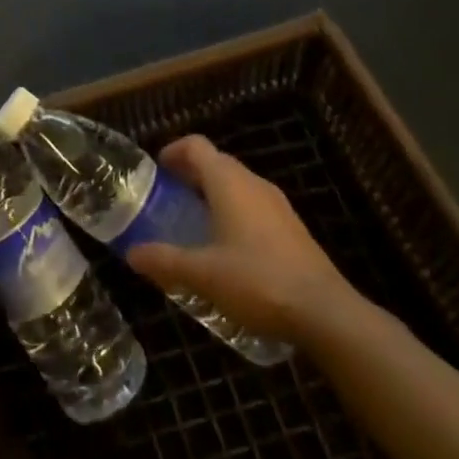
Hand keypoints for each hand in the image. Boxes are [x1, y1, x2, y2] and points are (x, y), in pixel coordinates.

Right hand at [126, 135, 362, 340]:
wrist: (326, 313)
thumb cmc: (257, 281)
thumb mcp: (202, 274)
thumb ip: (165, 260)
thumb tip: (132, 253)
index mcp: (228, 182)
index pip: (196, 145)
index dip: (173, 151)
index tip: (157, 171)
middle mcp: (253, 183)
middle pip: (216, 163)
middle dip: (189, 175)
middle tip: (167, 199)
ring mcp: (277, 205)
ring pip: (237, 185)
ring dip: (212, 194)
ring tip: (193, 224)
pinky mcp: (292, 228)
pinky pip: (253, 206)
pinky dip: (233, 212)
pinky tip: (227, 249)